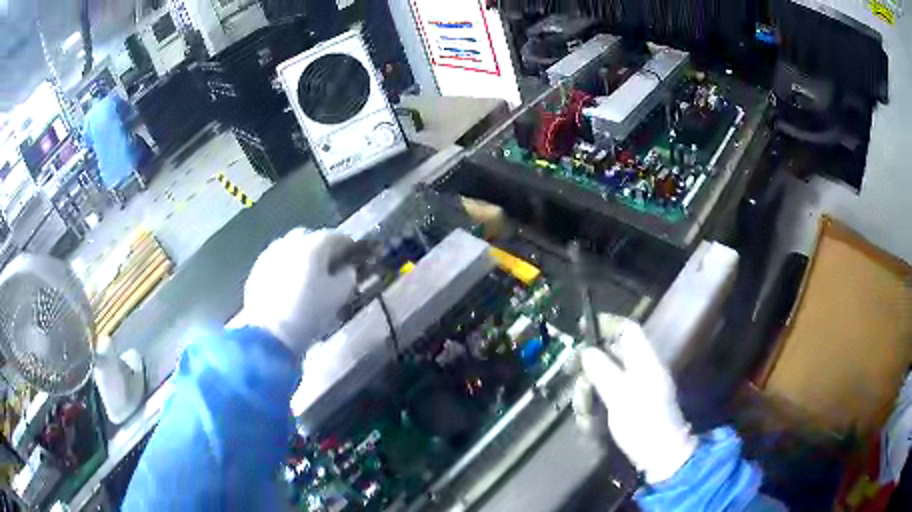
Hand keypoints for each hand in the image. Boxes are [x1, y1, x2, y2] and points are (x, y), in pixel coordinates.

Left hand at [242, 228, 356, 354]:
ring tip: (307, 275)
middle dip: (320, 247)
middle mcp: (290, 243)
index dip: (348, 246)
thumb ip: (348, 277)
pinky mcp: (257, 270)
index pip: (336, 237)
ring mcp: (270, 254)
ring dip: (300, 256)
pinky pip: (276, 262)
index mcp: (313, 245)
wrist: (269, 333)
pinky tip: (288, 285)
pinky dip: (285, 267)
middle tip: (329, 265)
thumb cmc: (308, 312)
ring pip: (289, 248)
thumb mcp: (338, 296)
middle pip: (309, 237)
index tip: (353, 255)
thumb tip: (347, 269)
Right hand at [572, 314, 696, 483]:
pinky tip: (589, 422)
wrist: (660, 454)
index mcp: (645, 361)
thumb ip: (602, 370)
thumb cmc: (643, 422)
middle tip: (573, 378)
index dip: (606, 323)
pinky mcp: (629, 405)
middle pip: (611, 355)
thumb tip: (586, 350)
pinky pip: (607, 396)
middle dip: (590, 367)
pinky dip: (595, 407)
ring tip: (584, 412)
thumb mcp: (620, 395)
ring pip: (604, 378)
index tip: (582, 327)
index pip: (628, 329)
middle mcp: (641, 370)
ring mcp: (635, 389)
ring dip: (589, 392)